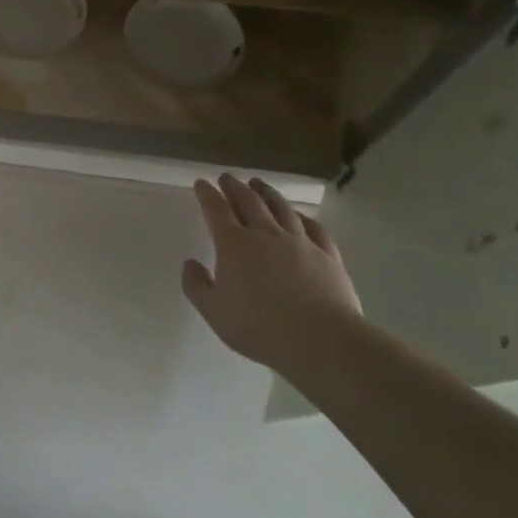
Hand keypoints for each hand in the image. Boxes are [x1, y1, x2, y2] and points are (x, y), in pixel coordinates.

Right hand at [182, 174, 361, 372]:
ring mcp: (300, 242)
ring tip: (258, 184)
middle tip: (227, 177)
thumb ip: (196, 286)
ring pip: (281, 208)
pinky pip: (314, 228)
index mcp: (234, 245)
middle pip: (249, 201)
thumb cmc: (259, 327)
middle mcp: (266, 234)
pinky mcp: (327, 255)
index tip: (201, 183)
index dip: (207, 194)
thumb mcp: (214, 312)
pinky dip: (303, 217)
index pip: (216, 210)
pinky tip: (299, 215)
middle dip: (235, 187)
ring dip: (267, 193)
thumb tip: (190, 263)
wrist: (320, 339)